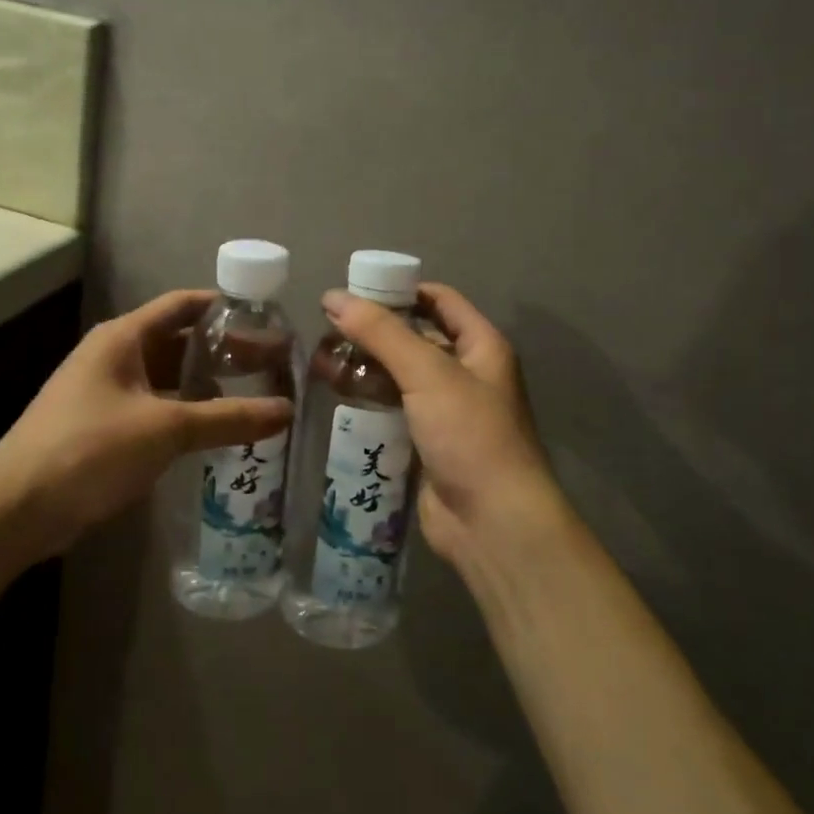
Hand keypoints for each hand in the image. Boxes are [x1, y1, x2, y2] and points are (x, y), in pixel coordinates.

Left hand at [0, 290, 293, 555]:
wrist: (17, 508)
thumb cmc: (90, 449)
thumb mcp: (165, 429)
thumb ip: (228, 418)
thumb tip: (287, 410)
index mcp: (123, 338)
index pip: (182, 305)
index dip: (224, 307)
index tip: (267, 319)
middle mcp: (114, 356)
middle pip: (177, 341)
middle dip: (223, 352)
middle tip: (271, 365)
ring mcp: (106, 392)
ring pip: (166, 378)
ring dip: (205, 385)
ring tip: (253, 396)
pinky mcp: (103, 426)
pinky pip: (154, 407)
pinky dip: (185, 413)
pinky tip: (214, 430)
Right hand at [320, 284, 561, 570]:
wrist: (492, 523)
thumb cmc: (470, 435)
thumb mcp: (428, 373)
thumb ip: (382, 333)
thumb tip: (334, 296)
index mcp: (481, 346)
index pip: (439, 300)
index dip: (399, 290)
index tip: (354, 290)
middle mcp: (466, 374)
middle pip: (414, 338)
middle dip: (373, 332)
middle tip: (326, 330)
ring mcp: (446, 412)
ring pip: (399, 376)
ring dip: (365, 368)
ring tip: (321, 363)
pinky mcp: (426, 444)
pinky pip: (393, 411)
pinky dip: (367, 401)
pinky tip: (336, 397)